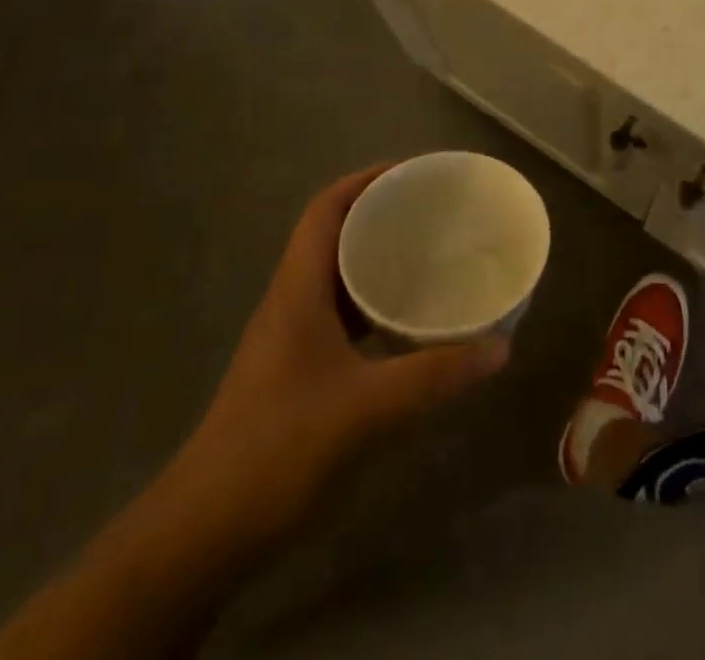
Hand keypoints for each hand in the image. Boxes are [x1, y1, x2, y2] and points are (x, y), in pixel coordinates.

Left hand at [176, 167, 510, 539]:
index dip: (366, 180)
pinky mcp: (295, 369)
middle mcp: (291, 301)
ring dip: (376, 258)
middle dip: (380, 214)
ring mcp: (289, 337)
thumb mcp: (367, 408)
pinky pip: (339, 313)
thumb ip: (436, 376)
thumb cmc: (279, 449)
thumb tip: (500, 347)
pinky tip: (404, 320)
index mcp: (298, 289)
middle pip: (333, 234)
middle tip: (433, 212)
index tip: (414, 173)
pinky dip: (371, 302)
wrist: (204, 531)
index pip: (326, 209)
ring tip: (427, 255)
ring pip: (336, 275)